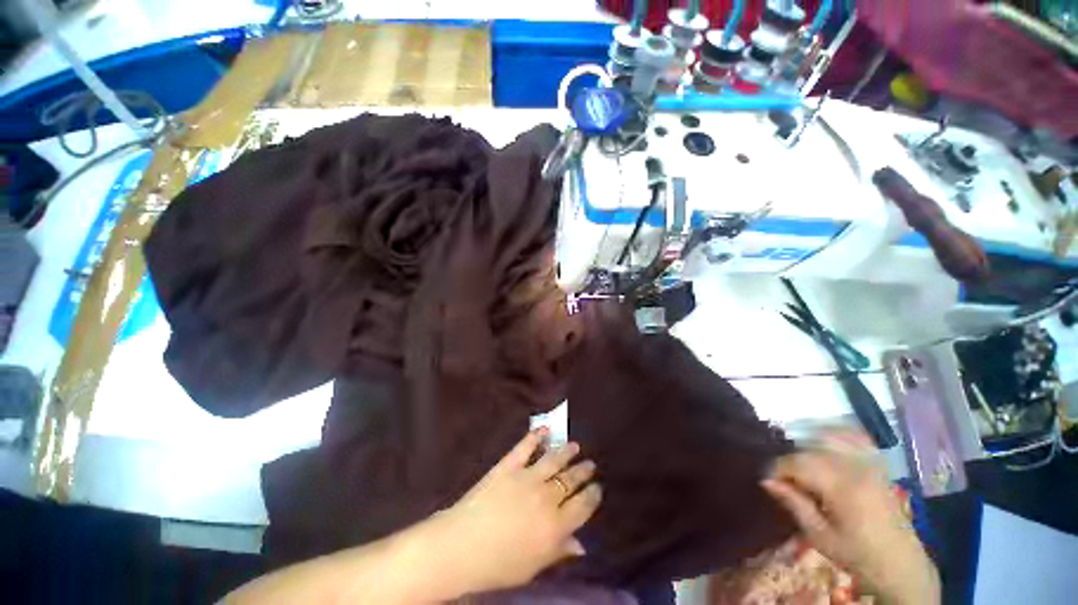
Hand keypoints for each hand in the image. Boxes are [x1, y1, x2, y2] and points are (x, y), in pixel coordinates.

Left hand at [428, 428, 601, 594]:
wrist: (462, 546)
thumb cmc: (498, 565)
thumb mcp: (533, 567)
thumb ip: (559, 551)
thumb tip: (581, 545)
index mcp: (556, 526)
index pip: (583, 506)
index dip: (593, 495)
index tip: (597, 488)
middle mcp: (547, 497)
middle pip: (571, 480)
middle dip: (583, 472)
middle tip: (590, 465)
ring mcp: (528, 477)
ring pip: (554, 459)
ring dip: (567, 451)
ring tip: (576, 446)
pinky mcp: (510, 465)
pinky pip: (526, 446)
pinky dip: (535, 436)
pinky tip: (544, 429)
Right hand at [761, 431, 939, 604]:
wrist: (901, 566)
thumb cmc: (858, 556)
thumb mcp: (820, 536)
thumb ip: (794, 503)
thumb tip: (766, 480)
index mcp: (841, 487)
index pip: (797, 463)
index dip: (776, 468)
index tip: (766, 480)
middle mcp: (855, 468)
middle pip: (810, 451)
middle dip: (790, 462)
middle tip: (782, 481)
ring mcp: (869, 464)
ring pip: (828, 440)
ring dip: (808, 449)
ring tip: (800, 469)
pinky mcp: (878, 466)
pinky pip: (854, 439)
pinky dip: (836, 436)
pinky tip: (824, 442)